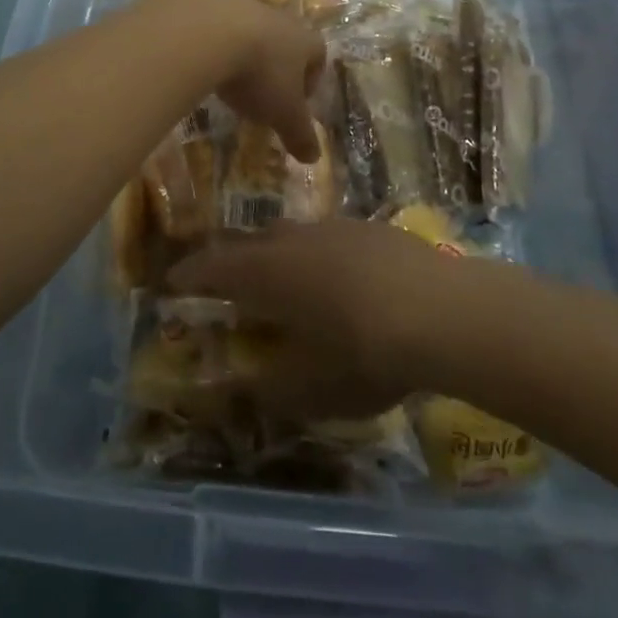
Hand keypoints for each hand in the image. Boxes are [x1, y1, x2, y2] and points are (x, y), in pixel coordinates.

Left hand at [160, 0, 324, 161]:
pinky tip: (200, 62)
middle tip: (262, 94)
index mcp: (304, 40)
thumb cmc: (259, 75)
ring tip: (228, 80)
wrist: (207, 33)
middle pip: (284, 41)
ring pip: (249, 30)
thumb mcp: (283, 114)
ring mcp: (241, 5)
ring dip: (243, 52)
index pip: (318, 56)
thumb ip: (299, 135)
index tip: (296, 102)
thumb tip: (314, 158)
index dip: (311, 80)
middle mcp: (277, 17)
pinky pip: (215, 25)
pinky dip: (212, 44)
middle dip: (276, 66)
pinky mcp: (207, 1)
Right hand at [167, 219, 462, 419]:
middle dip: (232, 261)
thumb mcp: (310, 390)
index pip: (212, 267)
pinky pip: (330, 238)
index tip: (173, 282)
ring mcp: (335, 228)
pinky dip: (320, 257)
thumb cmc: (364, 353)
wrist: (444, 312)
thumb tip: (247, 387)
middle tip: (225, 282)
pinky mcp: (372, 228)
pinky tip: (341, 281)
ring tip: (285, 282)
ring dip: (279, 256)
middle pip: (250, 243)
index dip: (189, 275)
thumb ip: (269, 389)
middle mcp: (293, 239)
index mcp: (266, 273)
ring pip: (292, 236)